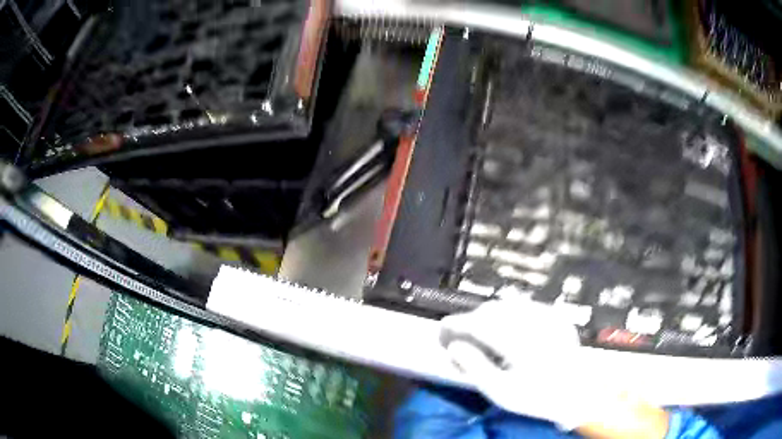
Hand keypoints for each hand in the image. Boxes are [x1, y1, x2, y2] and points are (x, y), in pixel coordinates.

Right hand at [440, 299, 668, 436]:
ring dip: (489, 315)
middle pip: (493, 310)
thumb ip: (475, 367)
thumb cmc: (537, 398)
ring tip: (480, 332)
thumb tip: (454, 346)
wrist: (578, 394)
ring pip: (509, 304)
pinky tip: (506, 328)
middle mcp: (537, 323)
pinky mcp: (557, 316)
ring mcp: (550, 317)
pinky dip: (509, 313)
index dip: (457, 323)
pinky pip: (526, 306)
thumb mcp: (501, 392)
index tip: (442, 328)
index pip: (480, 323)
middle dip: (472, 319)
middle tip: (460, 335)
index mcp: (521, 343)